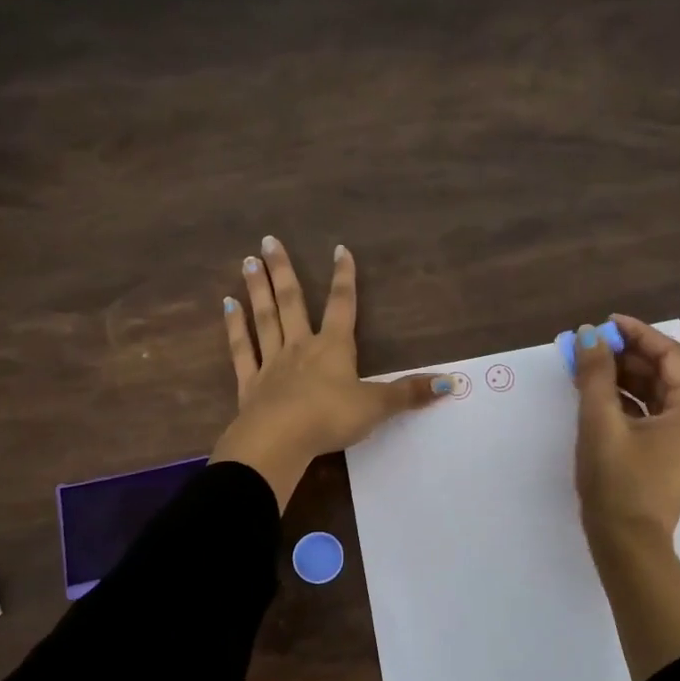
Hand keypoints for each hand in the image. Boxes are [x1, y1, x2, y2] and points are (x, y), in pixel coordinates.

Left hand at [211, 236, 447, 509]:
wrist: (280, 440)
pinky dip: (235, 328)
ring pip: (264, 318)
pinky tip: (227, 306)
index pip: (342, 305)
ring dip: (257, 289)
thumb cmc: (330, 418)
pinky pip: (242, 349)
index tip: (339, 249)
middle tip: (267, 240)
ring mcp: (272, 363)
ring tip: (247, 261)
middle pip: (291, 301)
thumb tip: (452, 383)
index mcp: (333, 348)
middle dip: (282, 270)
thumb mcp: (376, 406)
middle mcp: (301, 347)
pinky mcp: (250, 384)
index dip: (344, 277)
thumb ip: (410, 393)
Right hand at [572, 315, 679, 547]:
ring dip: (623, 378)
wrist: (626, 543)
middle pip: (664, 373)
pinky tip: (596, 396)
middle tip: (590, 345)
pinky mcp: (670, 455)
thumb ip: (595, 374)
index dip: (637, 334)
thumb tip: (588, 336)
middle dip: (626, 356)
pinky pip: (651, 415)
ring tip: (587, 367)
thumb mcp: (601, 421)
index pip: (669, 355)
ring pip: (656, 395)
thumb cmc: (618, 480)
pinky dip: (626, 402)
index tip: (605, 322)